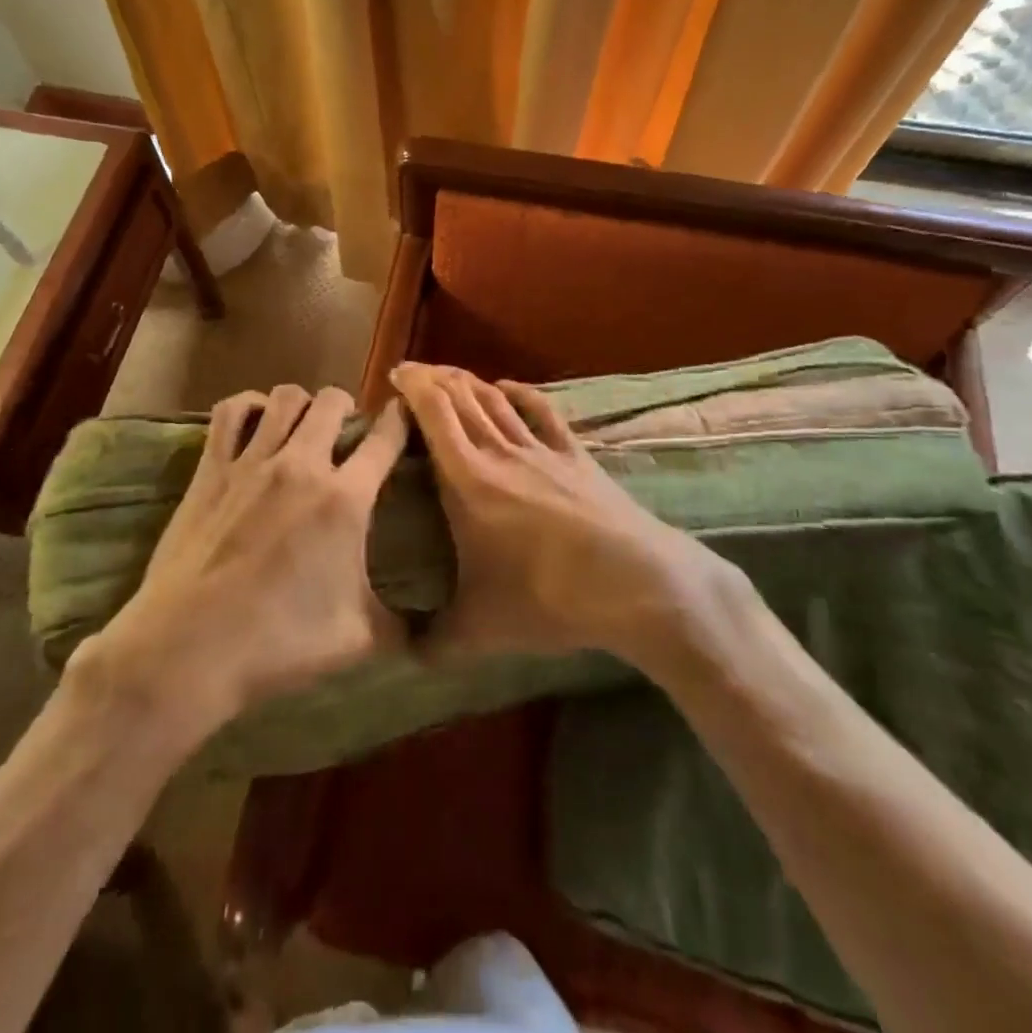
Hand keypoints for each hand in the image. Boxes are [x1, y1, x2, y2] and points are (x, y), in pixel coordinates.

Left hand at [92, 384, 408, 722]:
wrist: (189, 650)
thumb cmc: (279, 645)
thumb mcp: (358, 640)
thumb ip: (403, 627)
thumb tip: (435, 635)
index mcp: (346, 500)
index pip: (386, 437)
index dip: (402, 421)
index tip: (406, 420)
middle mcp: (302, 465)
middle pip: (333, 401)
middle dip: (349, 408)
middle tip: (348, 435)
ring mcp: (252, 461)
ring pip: (285, 397)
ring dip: (303, 404)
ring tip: (305, 427)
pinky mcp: (211, 468)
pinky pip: (230, 412)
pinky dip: (248, 407)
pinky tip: (256, 424)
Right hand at [389, 363, 722, 666]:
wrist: (635, 584)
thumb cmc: (548, 598)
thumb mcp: (480, 629)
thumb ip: (435, 642)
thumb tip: (402, 660)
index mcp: (468, 480)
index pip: (434, 416)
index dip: (414, 388)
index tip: (396, 375)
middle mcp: (501, 453)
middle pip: (463, 398)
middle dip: (435, 378)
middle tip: (414, 372)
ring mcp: (542, 450)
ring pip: (497, 401)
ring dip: (470, 382)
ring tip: (451, 376)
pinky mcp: (576, 456)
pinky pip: (542, 412)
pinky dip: (521, 394)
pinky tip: (509, 387)